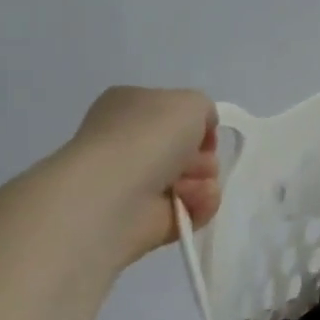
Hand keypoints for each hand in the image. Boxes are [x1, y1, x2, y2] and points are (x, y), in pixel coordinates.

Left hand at [63, 87, 220, 264]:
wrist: (115, 193)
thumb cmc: (149, 135)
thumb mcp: (191, 101)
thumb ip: (203, 108)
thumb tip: (200, 133)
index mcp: (130, 107)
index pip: (174, 114)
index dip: (197, 123)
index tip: (205, 131)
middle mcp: (130, 143)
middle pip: (188, 150)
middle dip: (203, 156)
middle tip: (195, 160)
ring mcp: (137, 183)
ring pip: (194, 179)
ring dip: (203, 180)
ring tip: (187, 185)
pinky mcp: (149, 218)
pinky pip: (192, 209)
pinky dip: (199, 205)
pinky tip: (189, 201)